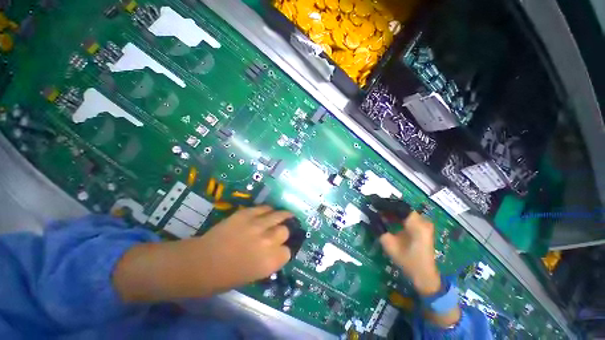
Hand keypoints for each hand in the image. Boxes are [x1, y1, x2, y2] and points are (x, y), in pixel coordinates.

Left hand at [195, 205, 292, 291]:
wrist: (200, 263)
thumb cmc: (224, 277)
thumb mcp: (252, 275)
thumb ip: (268, 261)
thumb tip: (276, 251)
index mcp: (268, 262)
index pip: (287, 252)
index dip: (284, 250)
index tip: (281, 248)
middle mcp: (267, 242)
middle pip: (285, 231)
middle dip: (283, 232)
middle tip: (279, 232)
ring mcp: (257, 225)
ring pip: (279, 216)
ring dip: (283, 216)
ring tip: (285, 215)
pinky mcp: (246, 214)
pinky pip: (264, 208)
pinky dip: (268, 210)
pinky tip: (269, 212)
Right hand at [379, 212, 440, 295]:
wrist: (424, 275)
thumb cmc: (407, 260)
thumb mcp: (389, 244)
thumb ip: (379, 228)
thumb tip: (371, 215)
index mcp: (416, 224)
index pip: (399, 207)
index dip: (385, 204)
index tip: (373, 203)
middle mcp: (423, 220)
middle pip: (402, 208)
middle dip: (388, 207)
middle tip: (375, 207)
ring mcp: (425, 224)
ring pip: (405, 211)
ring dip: (392, 211)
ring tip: (379, 212)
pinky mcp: (423, 228)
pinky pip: (408, 217)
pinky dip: (398, 216)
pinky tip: (389, 218)